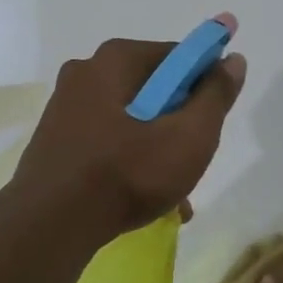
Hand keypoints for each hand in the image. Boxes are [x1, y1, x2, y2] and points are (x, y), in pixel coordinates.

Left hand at [7, 33, 246, 244]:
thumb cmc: (127, 173)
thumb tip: (233, 59)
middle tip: (193, 160)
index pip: (178, 57)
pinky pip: (106, 140)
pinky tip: (143, 198)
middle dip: (179, 123)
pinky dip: (129, 160)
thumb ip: (216, 95)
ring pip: (131, 119)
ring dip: (157, 148)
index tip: (212, 120)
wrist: (49, 226)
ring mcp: (65, 106)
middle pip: (154, 89)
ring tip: (173, 193)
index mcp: (116, 59)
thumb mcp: (189, 136)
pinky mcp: (55, 139)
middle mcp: (86, 72)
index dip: (204, 84)